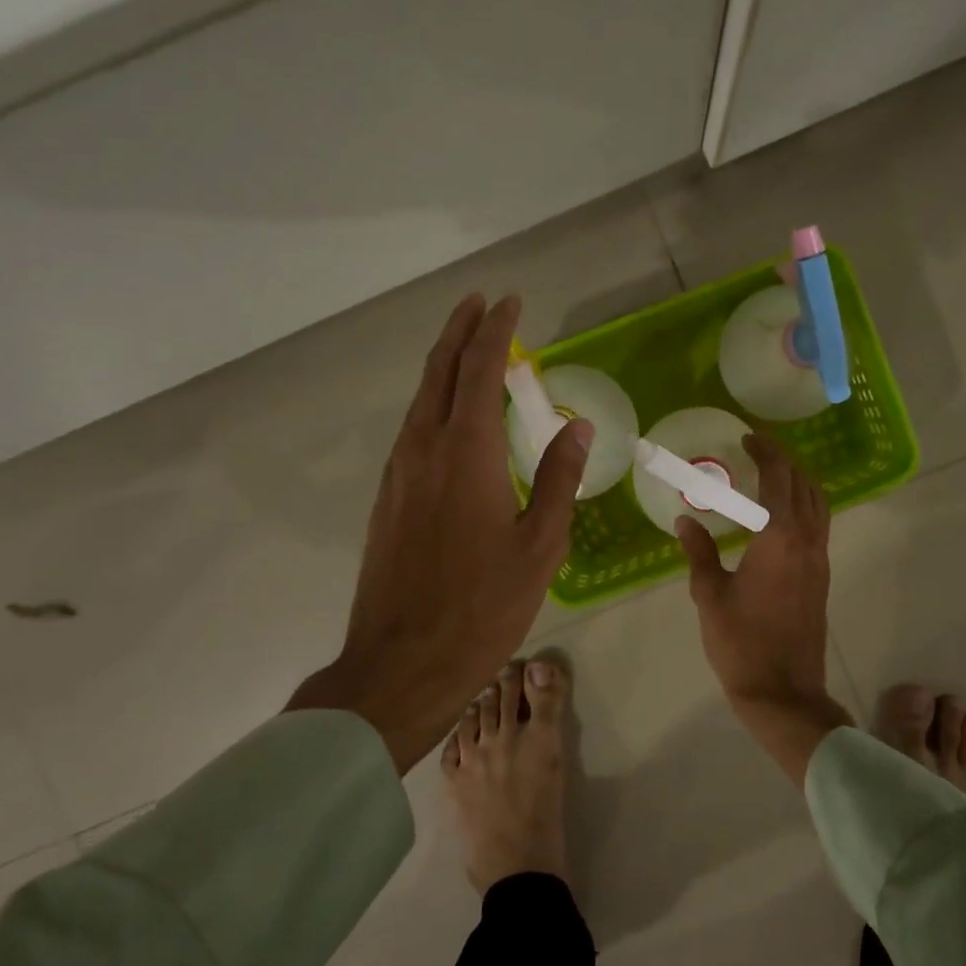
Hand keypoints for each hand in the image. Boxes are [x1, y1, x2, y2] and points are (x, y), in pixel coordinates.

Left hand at [288, 294, 591, 771]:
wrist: (402, 663)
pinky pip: (412, 430)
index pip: (479, 372)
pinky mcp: (388, 498)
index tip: (510, 301)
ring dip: (444, 366)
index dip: (495, 332)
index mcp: (466, 454)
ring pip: (420, 401)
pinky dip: (434, 403)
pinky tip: (448, 414)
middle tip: (480, 304)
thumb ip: (559, 477)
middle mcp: (423, 450)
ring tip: (468, 348)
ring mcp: (398, 474)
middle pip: (439, 373)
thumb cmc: (484, 606)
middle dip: (460, 332)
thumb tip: (576, 424)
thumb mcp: (540, 544)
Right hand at [677, 435, 852, 784]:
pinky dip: (803, 506)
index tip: (748, 437)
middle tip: (756, 450)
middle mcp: (808, 542)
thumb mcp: (710, 594)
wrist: (783, 691)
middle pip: (805, 486)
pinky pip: (818, 526)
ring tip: (769, 476)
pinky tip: (777, 516)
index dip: (766, 452)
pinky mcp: (821, 578)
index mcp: (781, 538)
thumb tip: (686, 520)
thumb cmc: (741, 642)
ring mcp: (820, 561)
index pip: (779, 478)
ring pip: (818, 505)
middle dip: (784, 461)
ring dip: (798, 482)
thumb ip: (699, 551)